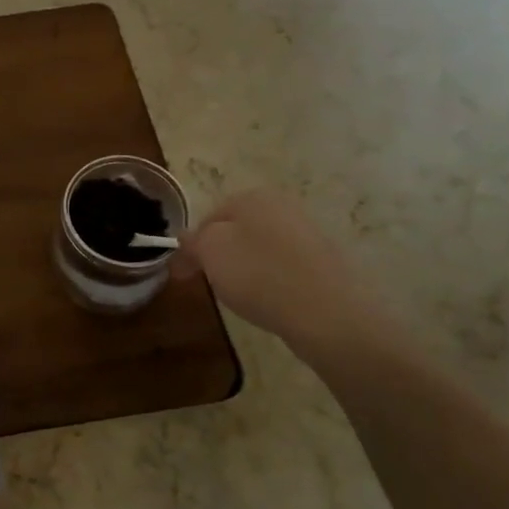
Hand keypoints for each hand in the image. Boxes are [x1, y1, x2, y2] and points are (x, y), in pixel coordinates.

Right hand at [176, 187, 386, 353]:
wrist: (327, 312)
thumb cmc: (258, 274)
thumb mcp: (210, 252)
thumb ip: (193, 241)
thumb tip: (186, 237)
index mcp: (252, 196)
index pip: (209, 217)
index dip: (192, 245)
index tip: (181, 272)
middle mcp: (283, 206)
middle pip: (237, 230)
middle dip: (219, 254)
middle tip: (207, 282)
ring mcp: (308, 233)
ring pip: (261, 248)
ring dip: (245, 267)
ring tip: (240, 295)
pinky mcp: (325, 262)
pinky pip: (285, 267)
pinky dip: (271, 280)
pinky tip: (270, 300)